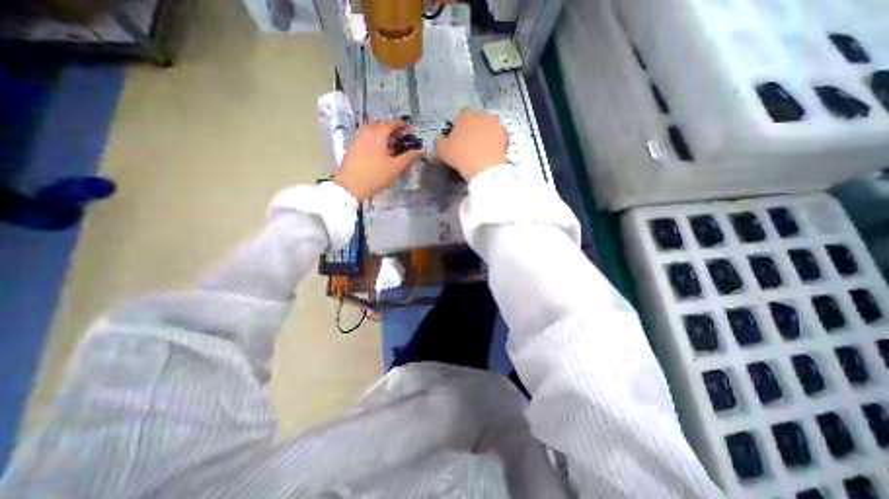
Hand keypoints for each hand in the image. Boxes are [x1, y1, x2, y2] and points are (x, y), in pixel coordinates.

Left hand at [334, 120, 421, 201]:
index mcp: (378, 133)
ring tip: (391, 146)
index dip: (402, 126)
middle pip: (381, 125)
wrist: (349, 185)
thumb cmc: (375, 175)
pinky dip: (374, 140)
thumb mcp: (395, 167)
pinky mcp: (352, 146)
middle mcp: (367, 131)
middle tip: (401, 138)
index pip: (392, 124)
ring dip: (382, 135)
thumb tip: (420, 151)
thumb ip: (409, 158)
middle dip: (392, 130)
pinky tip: (379, 152)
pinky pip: (366, 137)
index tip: (409, 130)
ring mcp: (358, 137)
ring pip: (372, 131)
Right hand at [437, 109, 506, 181]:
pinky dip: (495, 140)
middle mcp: (482, 114)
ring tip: (480, 147)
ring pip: (488, 126)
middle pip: (476, 119)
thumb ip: (440, 141)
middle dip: (473, 128)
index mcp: (466, 115)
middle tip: (469, 142)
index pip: (461, 115)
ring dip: (484, 133)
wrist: (483, 168)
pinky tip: (490, 150)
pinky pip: (497, 135)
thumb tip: (441, 139)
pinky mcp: (505, 134)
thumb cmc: (461, 156)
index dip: (459, 125)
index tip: (458, 136)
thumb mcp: (442, 150)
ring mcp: (495, 123)